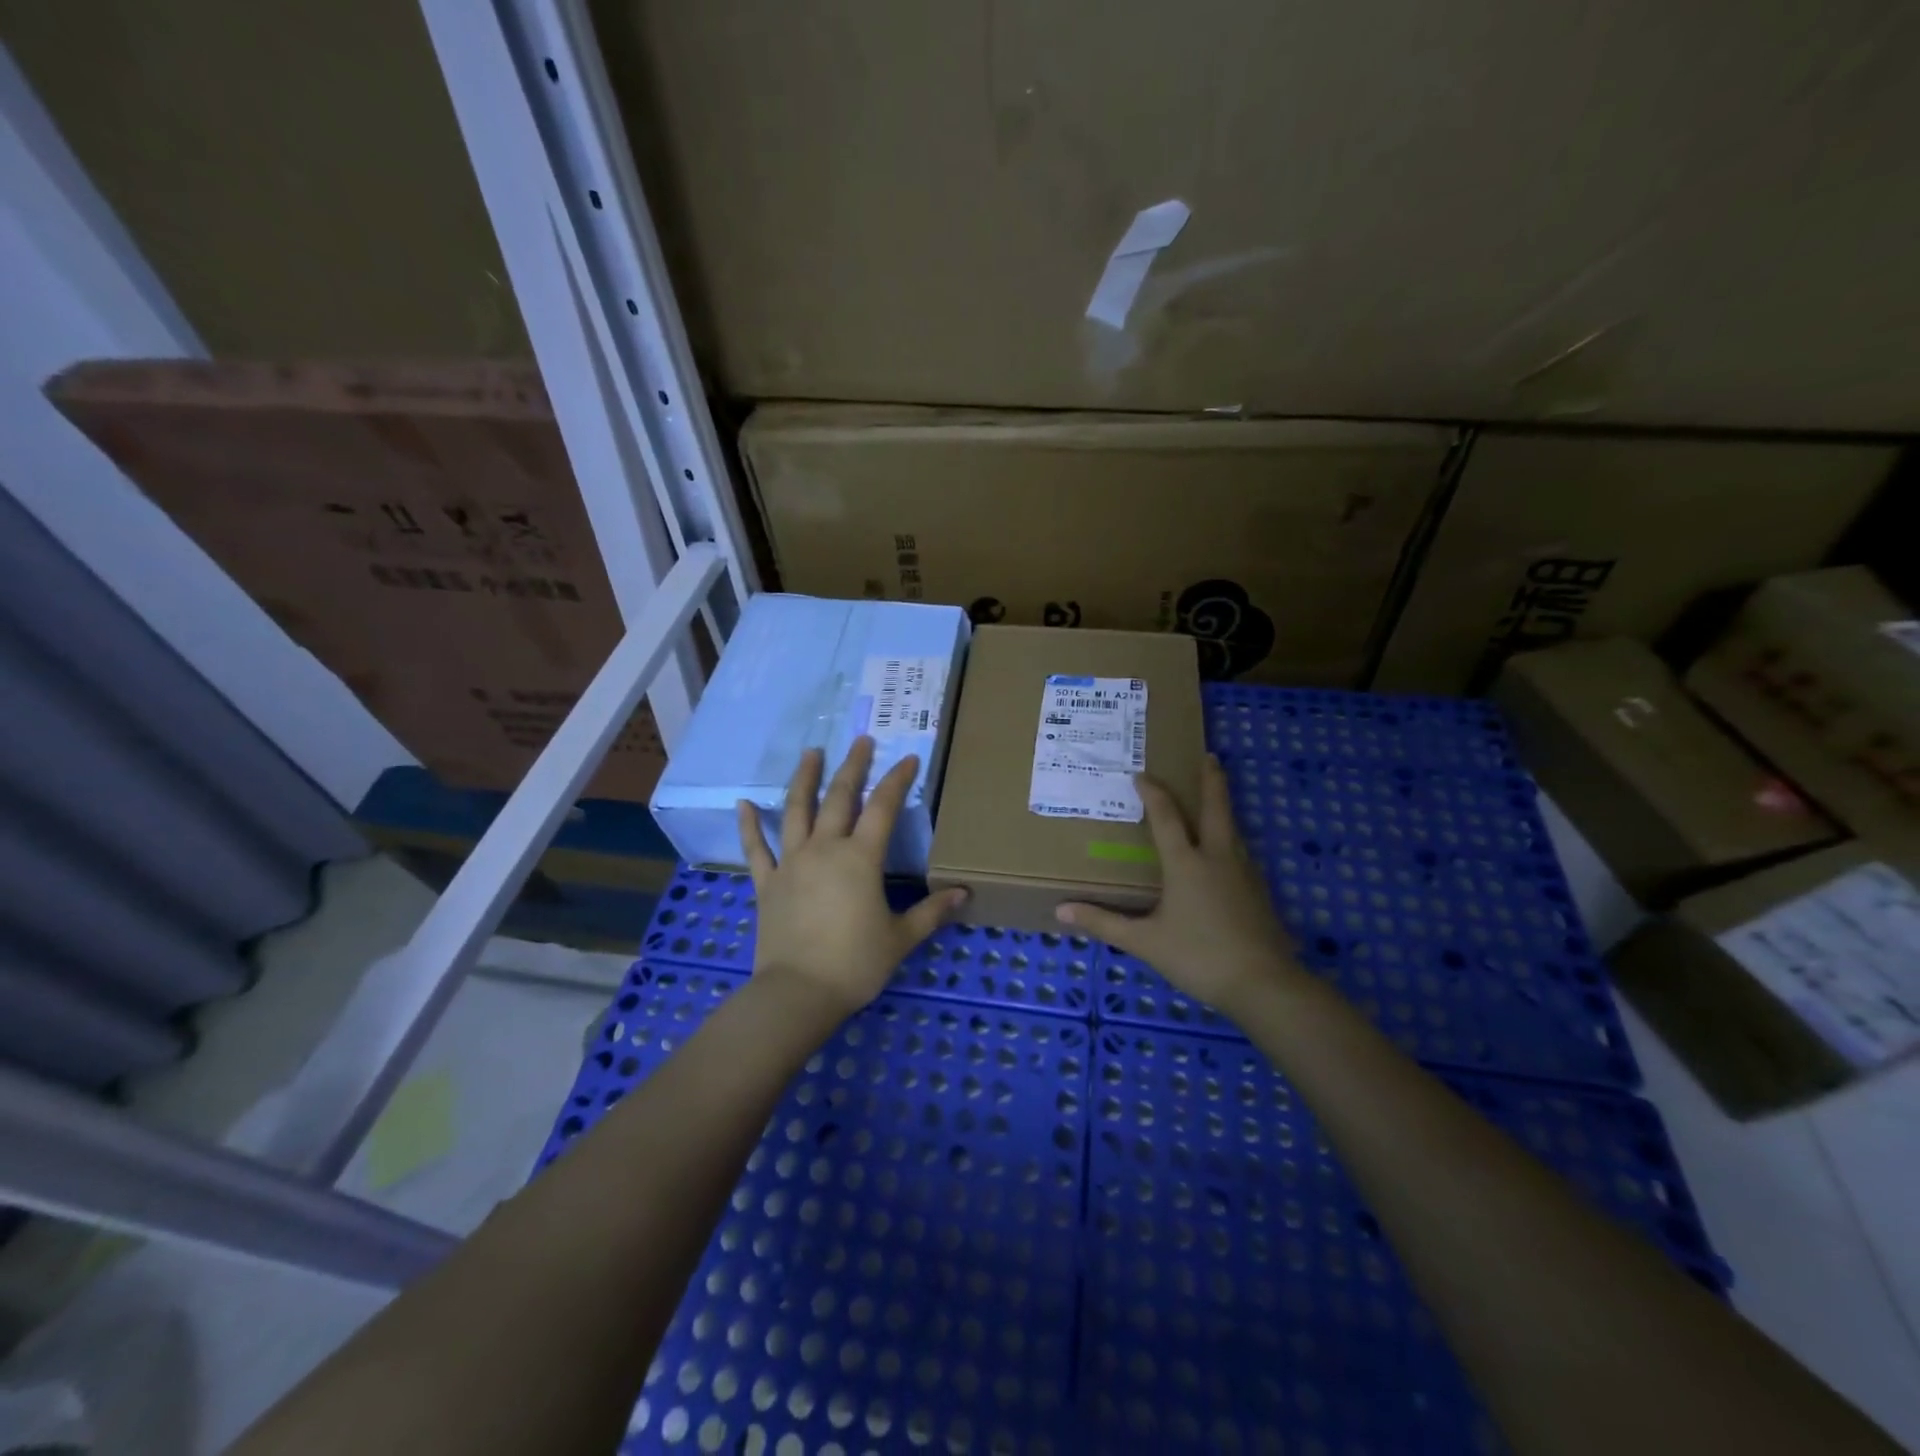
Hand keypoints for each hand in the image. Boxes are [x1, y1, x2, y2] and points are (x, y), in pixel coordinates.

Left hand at [738, 736, 966, 1016]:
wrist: (798, 993)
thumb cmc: (855, 964)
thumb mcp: (901, 938)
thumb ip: (931, 912)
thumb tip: (963, 894)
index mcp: (860, 859)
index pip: (884, 808)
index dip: (898, 780)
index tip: (909, 758)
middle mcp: (825, 849)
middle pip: (840, 797)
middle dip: (853, 766)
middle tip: (861, 740)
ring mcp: (792, 863)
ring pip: (797, 811)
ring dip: (805, 779)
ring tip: (811, 752)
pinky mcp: (767, 883)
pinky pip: (757, 849)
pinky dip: (750, 826)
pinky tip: (744, 804)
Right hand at [1056, 755, 1304, 1018]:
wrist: (1263, 984)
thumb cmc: (1198, 956)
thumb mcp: (1145, 942)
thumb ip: (1104, 923)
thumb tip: (1062, 910)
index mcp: (1187, 863)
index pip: (1166, 817)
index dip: (1153, 792)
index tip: (1141, 774)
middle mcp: (1218, 858)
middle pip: (1216, 808)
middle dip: (1212, 780)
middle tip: (1210, 756)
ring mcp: (1244, 873)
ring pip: (1234, 828)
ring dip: (1224, 807)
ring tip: (1216, 797)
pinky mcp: (1260, 891)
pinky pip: (1242, 851)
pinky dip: (1232, 836)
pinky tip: (1229, 850)